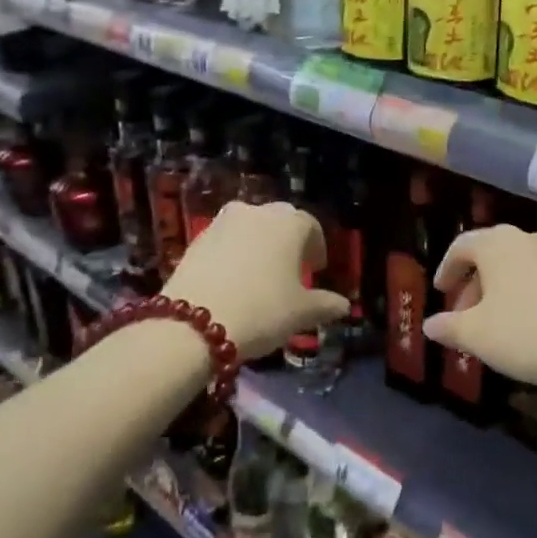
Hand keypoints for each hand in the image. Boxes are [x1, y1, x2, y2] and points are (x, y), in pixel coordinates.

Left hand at [161, 200, 348, 360]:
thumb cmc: (262, 311)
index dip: (317, 247)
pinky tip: (233, 280)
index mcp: (288, 224)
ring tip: (260, 274)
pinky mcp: (196, 240)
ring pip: (249, 227)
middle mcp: (256, 213)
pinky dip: (233, 254)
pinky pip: (225, 241)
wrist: (193, 325)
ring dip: (259, 244)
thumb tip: (344, 305)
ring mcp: (222, 223)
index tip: (316, 270)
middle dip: (288, 241)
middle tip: (291, 269)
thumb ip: (325, 304)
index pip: (310, 226)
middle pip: (279, 220)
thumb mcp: (301, 313)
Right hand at [423, 224, 536, 396]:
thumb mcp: (475, 334)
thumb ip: (448, 326)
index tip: (440, 292)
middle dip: (472, 284)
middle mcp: (526, 238)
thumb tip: (429, 325)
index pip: (461, 246)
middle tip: (462, 315)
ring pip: (515, 266)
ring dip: (497, 289)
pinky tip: (521, 323)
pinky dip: (521, 292)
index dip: (446, 269)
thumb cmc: (523, 333)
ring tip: (490, 323)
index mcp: (497, 243)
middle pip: (489, 254)